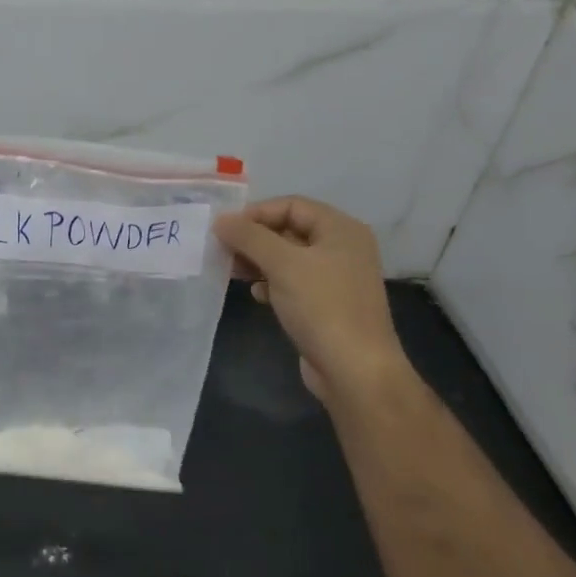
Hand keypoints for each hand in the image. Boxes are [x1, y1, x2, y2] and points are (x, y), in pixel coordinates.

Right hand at [213, 196, 411, 404]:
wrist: (355, 370)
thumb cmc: (322, 307)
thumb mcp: (282, 264)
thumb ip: (249, 237)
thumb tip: (220, 220)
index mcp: (340, 229)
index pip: (291, 205)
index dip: (256, 213)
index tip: (225, 230)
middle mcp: (342, 248)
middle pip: (288, 230)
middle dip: (254, 239)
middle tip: (223, 251)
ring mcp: (335, 278)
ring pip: (287, 258)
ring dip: (258, 262)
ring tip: (233, 272)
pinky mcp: (326, 304)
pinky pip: (293, 283)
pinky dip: (271, 283)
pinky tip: (257, 295)